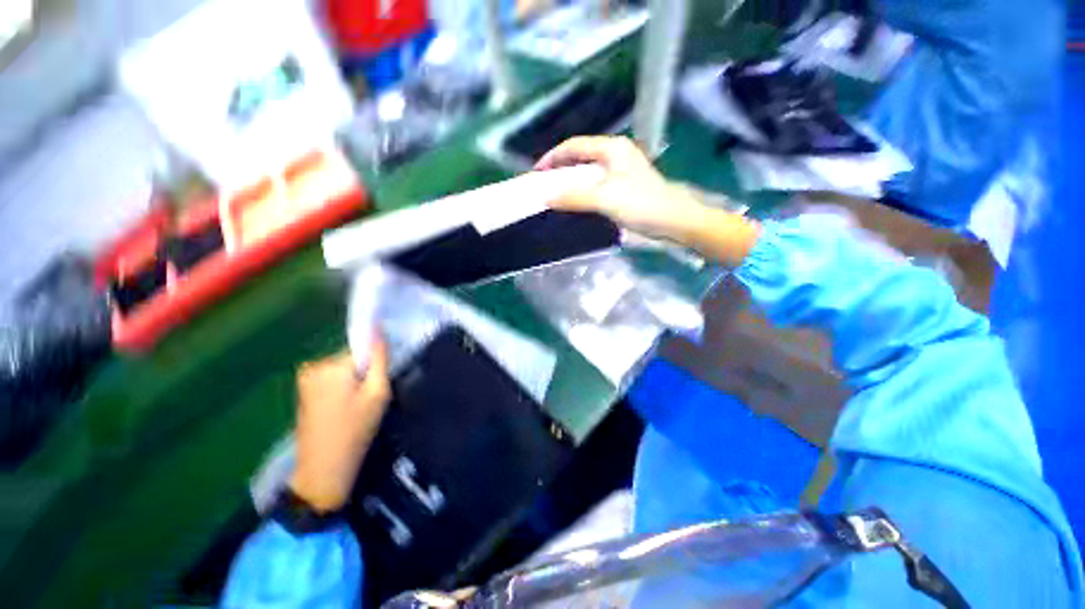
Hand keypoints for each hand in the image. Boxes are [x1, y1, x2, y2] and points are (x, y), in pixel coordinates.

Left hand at [290, 338, 390, 512]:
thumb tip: (378, 329)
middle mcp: (314, 365)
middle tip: (368, 400)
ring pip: (342, 369)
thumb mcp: (378, 392)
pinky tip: (342, 410)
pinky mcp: (303, 390)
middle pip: (351, 359)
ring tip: (355, 408)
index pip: (363, 350)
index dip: (374, 366)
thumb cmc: (356, 429)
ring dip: (352, 383)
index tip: (377, 386)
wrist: (324, 468)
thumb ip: (380, 359)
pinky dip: (340, 390)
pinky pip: (331, 379)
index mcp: (332, 365)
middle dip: (363, 374)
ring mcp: (305, 378)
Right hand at [536, 136, 759, 267]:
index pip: (574, 145)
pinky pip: (596, 185)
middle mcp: (616, 154)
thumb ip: (574, 196)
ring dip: (571, 182)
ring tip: (555, 195)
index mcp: (611, 148)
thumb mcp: (604, 198)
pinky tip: (575, 203)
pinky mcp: (624, 187)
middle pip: (580, 157)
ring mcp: (621, 171)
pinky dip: (582, 192)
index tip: (536, 173)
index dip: (553, 157)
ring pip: (588, 172)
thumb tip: (546, 197)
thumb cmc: (642, 204)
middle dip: (560, 169)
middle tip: (543, 185)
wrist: (674, 221)